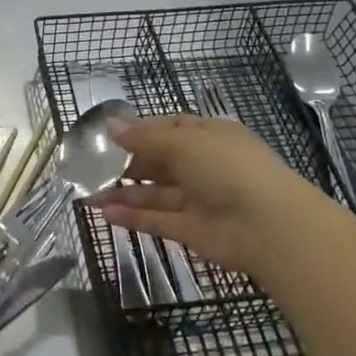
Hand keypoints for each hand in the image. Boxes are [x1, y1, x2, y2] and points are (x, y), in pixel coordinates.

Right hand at [94, 114, 330, 279]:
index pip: (171, 127)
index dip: (141, 130)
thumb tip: (110, 125)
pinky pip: (157, 220)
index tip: (109, 136)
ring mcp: (199, 199)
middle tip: (91, 167)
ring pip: (155, 194)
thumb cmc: (227, 168)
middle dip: (127, 164)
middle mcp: (204, 166)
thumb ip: (144, 138)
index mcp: (209, 135)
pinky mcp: (192, 230)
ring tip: (87, 194)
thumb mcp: (183, 142)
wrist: (268, 226)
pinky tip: (104, 213)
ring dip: (123, 193)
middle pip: (159, 162)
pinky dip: (132, 217)